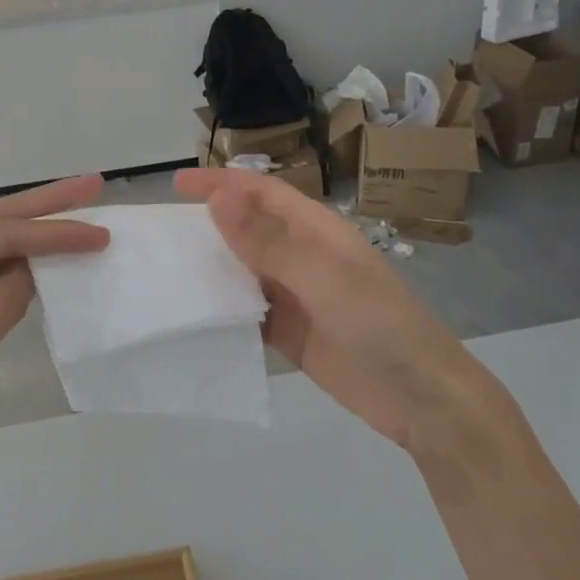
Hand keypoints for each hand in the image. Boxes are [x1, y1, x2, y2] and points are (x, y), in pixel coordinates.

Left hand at [0, 175, 109, 478]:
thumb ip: (9, 295)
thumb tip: (34, 269)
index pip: (6, 233)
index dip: (57, 232)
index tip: (103, 232)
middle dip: (45, 205)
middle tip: (91, 185)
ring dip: (30, 237)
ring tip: (75, 219)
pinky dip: (11, 271)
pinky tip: (37, 266)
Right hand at [173, 167, 496, 453]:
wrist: (419, 396)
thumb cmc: (376, 321)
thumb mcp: (320, 274)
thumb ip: (266, 239)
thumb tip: (218, 197)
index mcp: (315, 230)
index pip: (260, 193)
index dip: (220, 183)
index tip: (177, 184)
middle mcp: (302, 256)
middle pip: (248, 229)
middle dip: (209, 224)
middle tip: (160, 231)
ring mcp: (295, 296)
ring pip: (243, 270)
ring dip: (211, 267)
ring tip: (166, 269)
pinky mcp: (289, 333)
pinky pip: (248, 312)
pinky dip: (223, 309)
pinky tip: (193, 314)